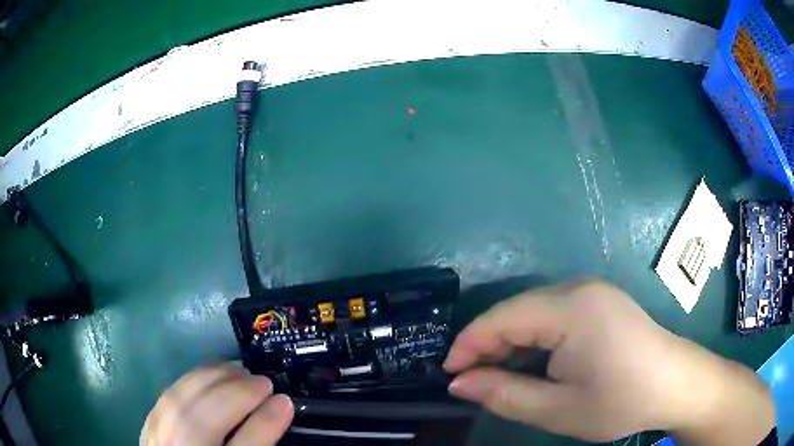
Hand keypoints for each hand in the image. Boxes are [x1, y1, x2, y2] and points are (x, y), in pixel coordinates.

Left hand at [141, 363, 292, 445]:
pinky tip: (209, 375)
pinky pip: (168, 394)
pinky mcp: (148, 423)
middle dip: (237, 394)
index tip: (285, 401)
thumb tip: (278, 410)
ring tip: (239, 372)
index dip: (265, 424)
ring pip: (181, 401)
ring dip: (213, 379)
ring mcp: (158, 438)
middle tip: (264, 382)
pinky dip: (192, 380)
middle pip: (205, 422)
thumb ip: (257, 443)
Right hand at [443, 279, 774, 443]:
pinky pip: (552, 313)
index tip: (449, 375)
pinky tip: (533, 363)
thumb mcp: (557, 409)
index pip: (502, 317)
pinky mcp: (598, 301)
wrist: (674, 383)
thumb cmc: (620, 400)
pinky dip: (533, 338)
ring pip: (532, 311)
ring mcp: (591, 291)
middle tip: (472, 381)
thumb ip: (504, 394)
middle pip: (515, 310)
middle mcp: (578, 287)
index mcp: (570, 308)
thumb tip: (458, 383)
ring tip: (498, 376)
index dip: (469, 345)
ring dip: (510, 342)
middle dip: (487, 345)